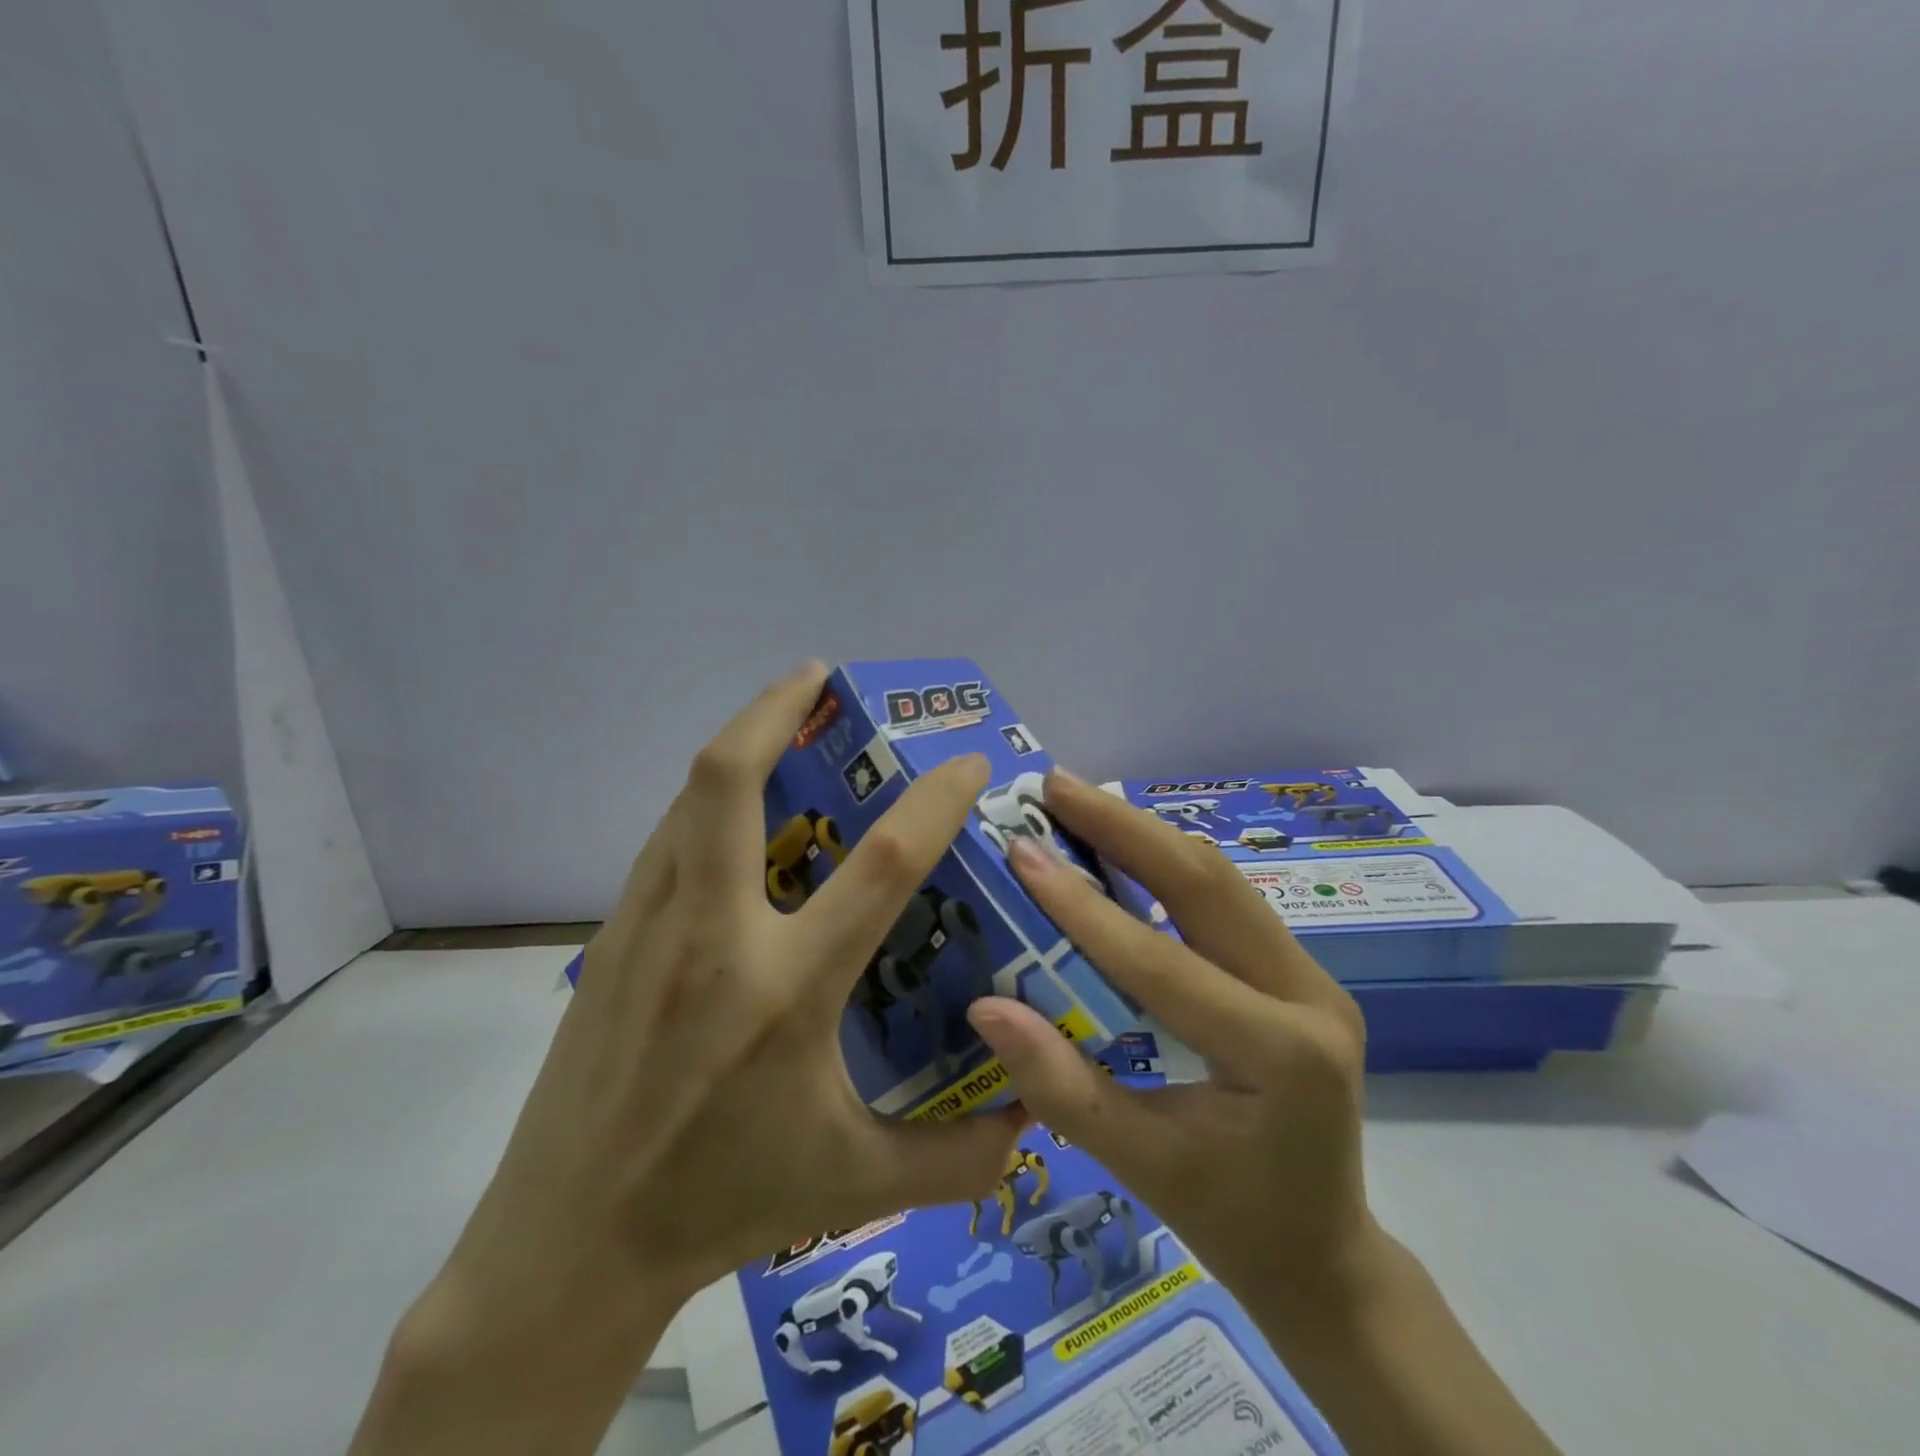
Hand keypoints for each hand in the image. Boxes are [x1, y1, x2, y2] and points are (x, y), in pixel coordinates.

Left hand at [354, 664, 1023, 1455]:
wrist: (570, 1244)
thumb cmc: (723, 1204)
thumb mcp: (857, 1184)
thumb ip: (962, 1158)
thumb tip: (1036, 1111)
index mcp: (787, 993)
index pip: (880, 865)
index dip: (934, 800)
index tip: (967, 762)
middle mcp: (715, 940)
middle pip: (731, 781)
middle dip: (775, 708)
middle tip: (817, 674)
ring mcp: (649, 929)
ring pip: (688, 798)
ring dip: (738, 741)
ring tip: (778, 719)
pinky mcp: (609, 938)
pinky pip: (666, 839)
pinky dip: (704, 800)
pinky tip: (731, 809)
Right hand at [968, 770, 1562, 1455]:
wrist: (1324, 1252)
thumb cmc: (1231, 1222)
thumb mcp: (1140, 1167)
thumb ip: (1062, 1088)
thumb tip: (986, 1007)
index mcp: (1280, 1056)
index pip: (1163, 963)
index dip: (1084, 907)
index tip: (1022, 852)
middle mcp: (1309, 996)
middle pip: (1207, 884)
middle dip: (1123, 826)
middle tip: (1055, 785)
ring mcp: (1311, 975)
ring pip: (1219, 878)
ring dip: (1145, 833)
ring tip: (1079, 801)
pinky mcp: (1296, 969)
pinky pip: (1224, 899)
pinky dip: (1166, 864)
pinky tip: (1120, 845)